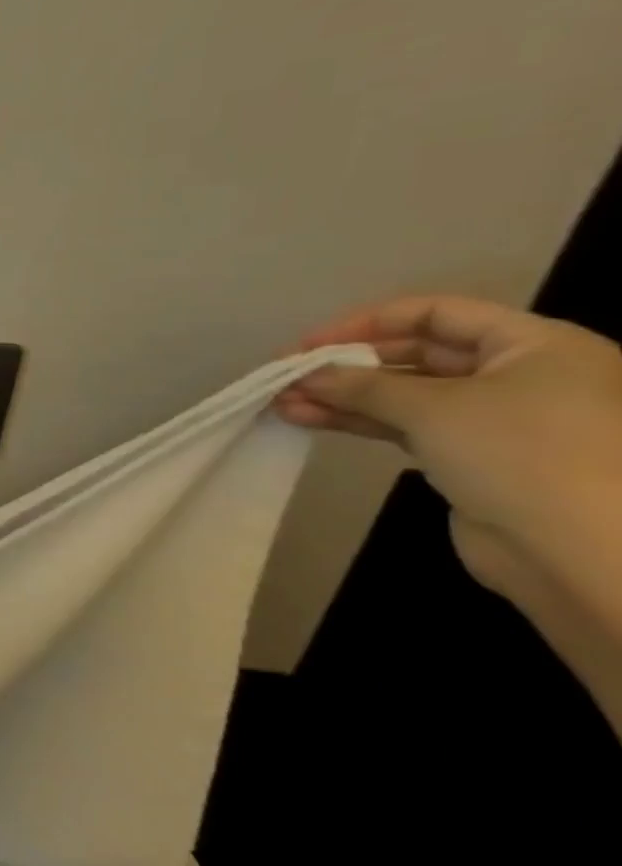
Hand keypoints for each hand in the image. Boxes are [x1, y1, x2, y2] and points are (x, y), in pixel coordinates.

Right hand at [274, 295, 621, 601]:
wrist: (581, 552)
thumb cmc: (521, 453)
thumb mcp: (434, 407)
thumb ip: (361, 385)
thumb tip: (304, 374)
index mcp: (536, 346)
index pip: (437, 313)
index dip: (368, 323)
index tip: (310, 345)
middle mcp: (522, 376)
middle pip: (417, 354)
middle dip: (346, 366)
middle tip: (288, 376)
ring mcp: (498, 420)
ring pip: (405, 395)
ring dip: (342, 396)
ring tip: (284, 403)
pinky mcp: (473, 458)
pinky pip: (407, 427)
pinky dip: (359, 421)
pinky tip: (309, 420)